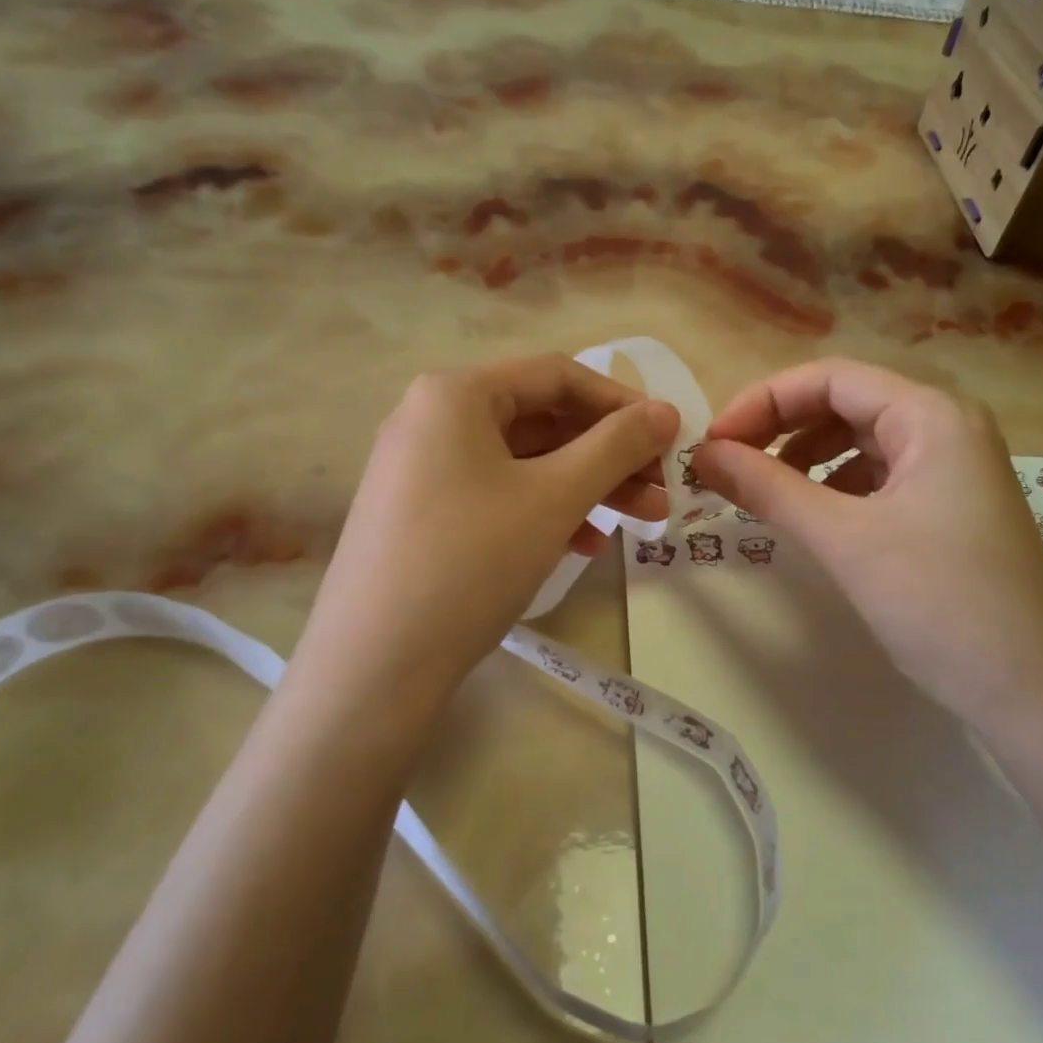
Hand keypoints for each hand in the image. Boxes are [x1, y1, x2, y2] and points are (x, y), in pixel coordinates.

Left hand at [294, 356, 679, 722]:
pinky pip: (497, 495)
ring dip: (585, 487)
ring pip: (523, 463)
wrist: (374, 666)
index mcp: (454, 394)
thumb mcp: (554, 498)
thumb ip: (616, 446)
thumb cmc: (471, 562)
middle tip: (661, 490)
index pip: (556, 376)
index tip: (668, 438)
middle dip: (609, 455)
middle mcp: (431, 419)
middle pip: (541, 421)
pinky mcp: (421, 515)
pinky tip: (583, 545)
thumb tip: (667, 411)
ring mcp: (421, 469)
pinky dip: (545, 512)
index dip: (621, 403)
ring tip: (638, 523)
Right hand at [691, 358, 1042, 735]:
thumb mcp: (844, 539)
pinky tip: (810, 514)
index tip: (714, 444)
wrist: (1030, 692)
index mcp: (931, 415)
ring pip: (860, 441)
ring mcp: (952, 468)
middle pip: (845, 403)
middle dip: (780, 428)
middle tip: (727, 466)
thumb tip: (703, 454)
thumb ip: (768, 488)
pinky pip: (877, 476)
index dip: (763, 401)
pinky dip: (834, 486)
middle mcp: (946, 427)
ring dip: (804, 457)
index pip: (830, 378)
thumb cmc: (939, 603)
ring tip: (761, 490)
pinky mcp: (948, 507)